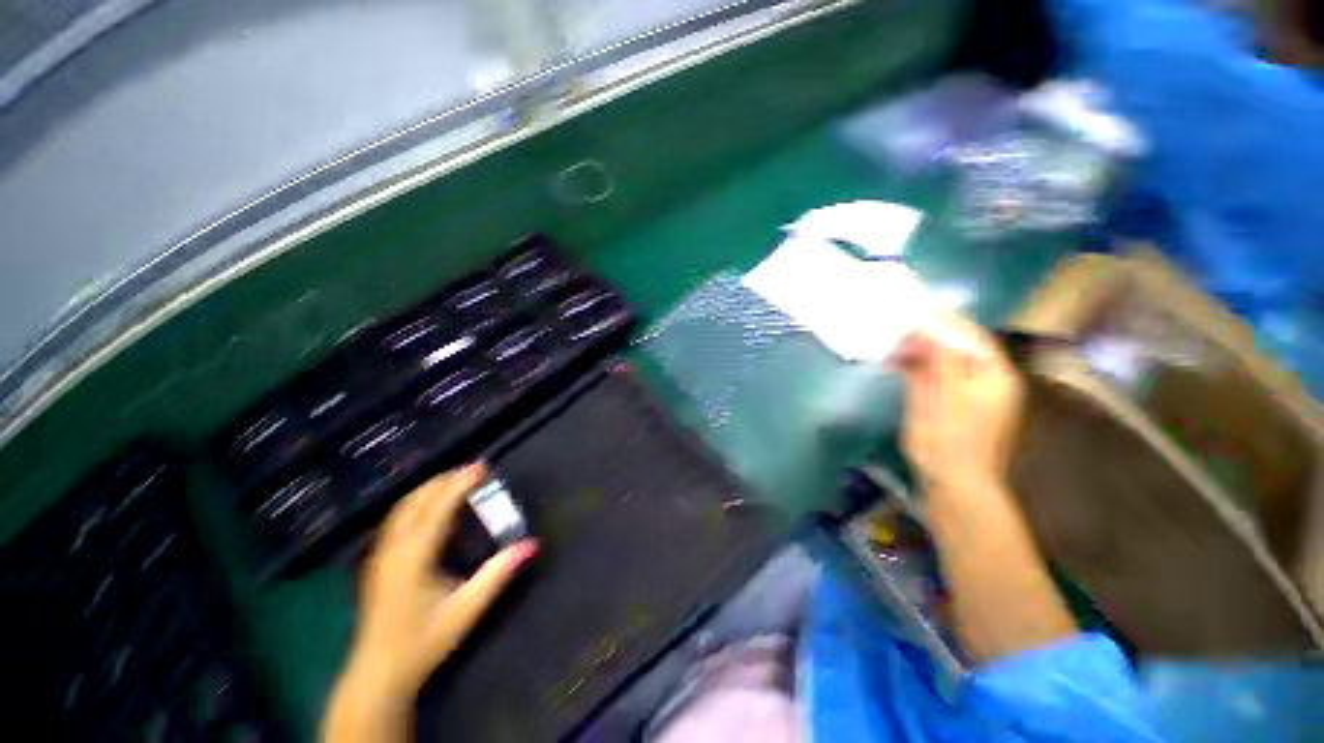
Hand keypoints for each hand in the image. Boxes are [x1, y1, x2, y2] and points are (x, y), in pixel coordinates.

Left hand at [347, 463, 536, 698]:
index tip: (483, 466)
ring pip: (403, 507)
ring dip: (430, 488)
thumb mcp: (465, 610)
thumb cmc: (423, 642)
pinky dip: (418, 502)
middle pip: (417, 500)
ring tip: (456, 480)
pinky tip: (430, 507)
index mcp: (413, 556)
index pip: (438, 507)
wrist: (377, 673)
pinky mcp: (378, 561)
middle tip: (474, 470)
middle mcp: (393, 548)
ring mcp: (381, 554)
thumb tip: (530, 544)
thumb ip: (497, 575)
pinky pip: (397, 518)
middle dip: (445, 480)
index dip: (460, 483)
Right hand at [892, 313, 1024, 495]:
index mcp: (993, 373)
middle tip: (895, 325)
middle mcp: (988, 379)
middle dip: (927, 334)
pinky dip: (918, 367)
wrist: (954, 484)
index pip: (968, 334)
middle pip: (958, 345)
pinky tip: (896, 364)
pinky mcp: (956, 406)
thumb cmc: (949, 439)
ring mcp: (973, 394)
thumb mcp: (941, 393)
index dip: (941, 319)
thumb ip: (938, 357)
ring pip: (946, 361)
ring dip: (919, 350)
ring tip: (889, 345)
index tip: (912, 308)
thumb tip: (926, 326)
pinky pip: (937, 376)